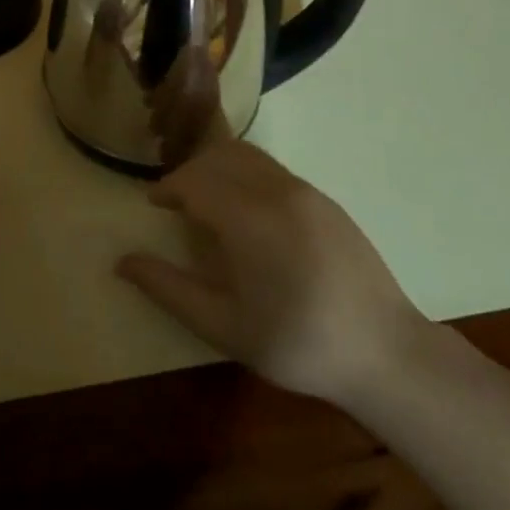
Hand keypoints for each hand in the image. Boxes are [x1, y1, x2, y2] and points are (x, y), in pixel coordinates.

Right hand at [116, 136, 425, 407]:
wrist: (386, 354)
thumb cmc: (297, 344)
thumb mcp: (224, 326)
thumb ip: (169, 289)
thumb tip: (122, 262)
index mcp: (249, 218)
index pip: (195, 180)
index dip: (168, 188)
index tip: (153, 205)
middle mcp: (276, 191)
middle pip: (218, 158)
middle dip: (189, 173)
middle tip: (175, 203)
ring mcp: (306, 191)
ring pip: (248, 156)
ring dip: (217, 167)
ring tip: (207, 200)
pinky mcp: (325, 200)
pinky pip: (272, 169)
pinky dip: (245, 174)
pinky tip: (247, 212)